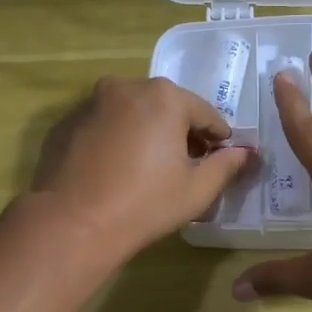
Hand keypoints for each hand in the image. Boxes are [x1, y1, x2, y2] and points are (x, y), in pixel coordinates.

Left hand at [29, 76, 253, 260]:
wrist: (73, 223)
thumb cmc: (145, 205)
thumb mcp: (197, 190)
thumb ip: (226, 166)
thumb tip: (245, 153)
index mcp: (165, 97)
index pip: (205, 113)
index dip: (218, 139)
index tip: (221, 160)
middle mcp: (126, 87)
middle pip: (167, 107)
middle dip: (181, 133)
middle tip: (186, 167)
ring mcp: (91, 103)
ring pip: (133, 114)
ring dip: (147, 133)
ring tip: (149, 170)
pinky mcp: (66, 123)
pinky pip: (104, 126)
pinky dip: (116, 140)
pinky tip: (116, 172)